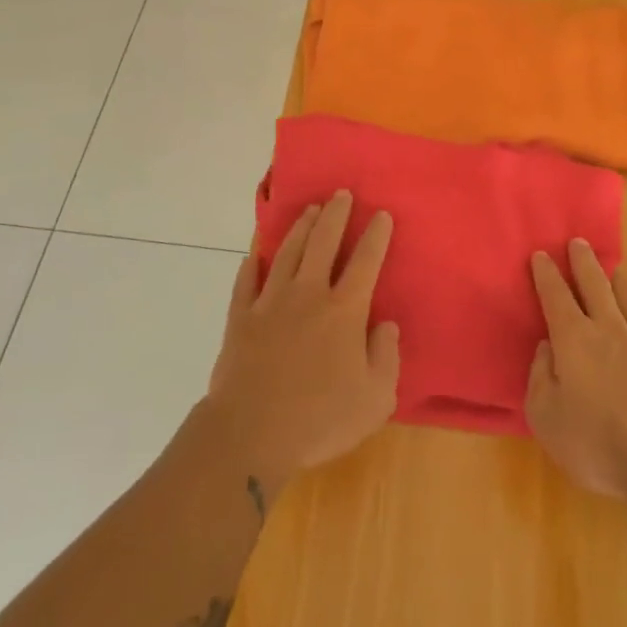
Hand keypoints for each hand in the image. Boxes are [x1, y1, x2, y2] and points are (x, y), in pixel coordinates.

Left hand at [205, 192, 400, 498]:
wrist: (251, 433)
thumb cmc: (320, 419)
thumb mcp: (375, 399)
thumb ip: (386, 357)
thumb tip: (385, 324)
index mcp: (344, 310)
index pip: (365, 261)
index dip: (376, 235)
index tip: (381, 214)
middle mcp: (307, 294)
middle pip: (323, 243)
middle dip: (335, 215)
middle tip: (341, 193)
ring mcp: (270, 302)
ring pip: (287, 253)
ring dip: (301, 228)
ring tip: (310, 211)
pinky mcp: (240, 318)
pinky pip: (245, 282)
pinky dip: (251, 264)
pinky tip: (254, 253)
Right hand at [525, 240, 626, 499]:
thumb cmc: (597, 442)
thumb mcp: (546, 416)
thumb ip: (541, 377)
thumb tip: (547, 350)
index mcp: (573, 338)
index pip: (555, 295)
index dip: (545, 274)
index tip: (540, 255)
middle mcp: (608, 329)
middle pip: (594, 284)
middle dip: (583, 261)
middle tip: (577, 242)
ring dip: (617, 279)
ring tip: (614, 268)